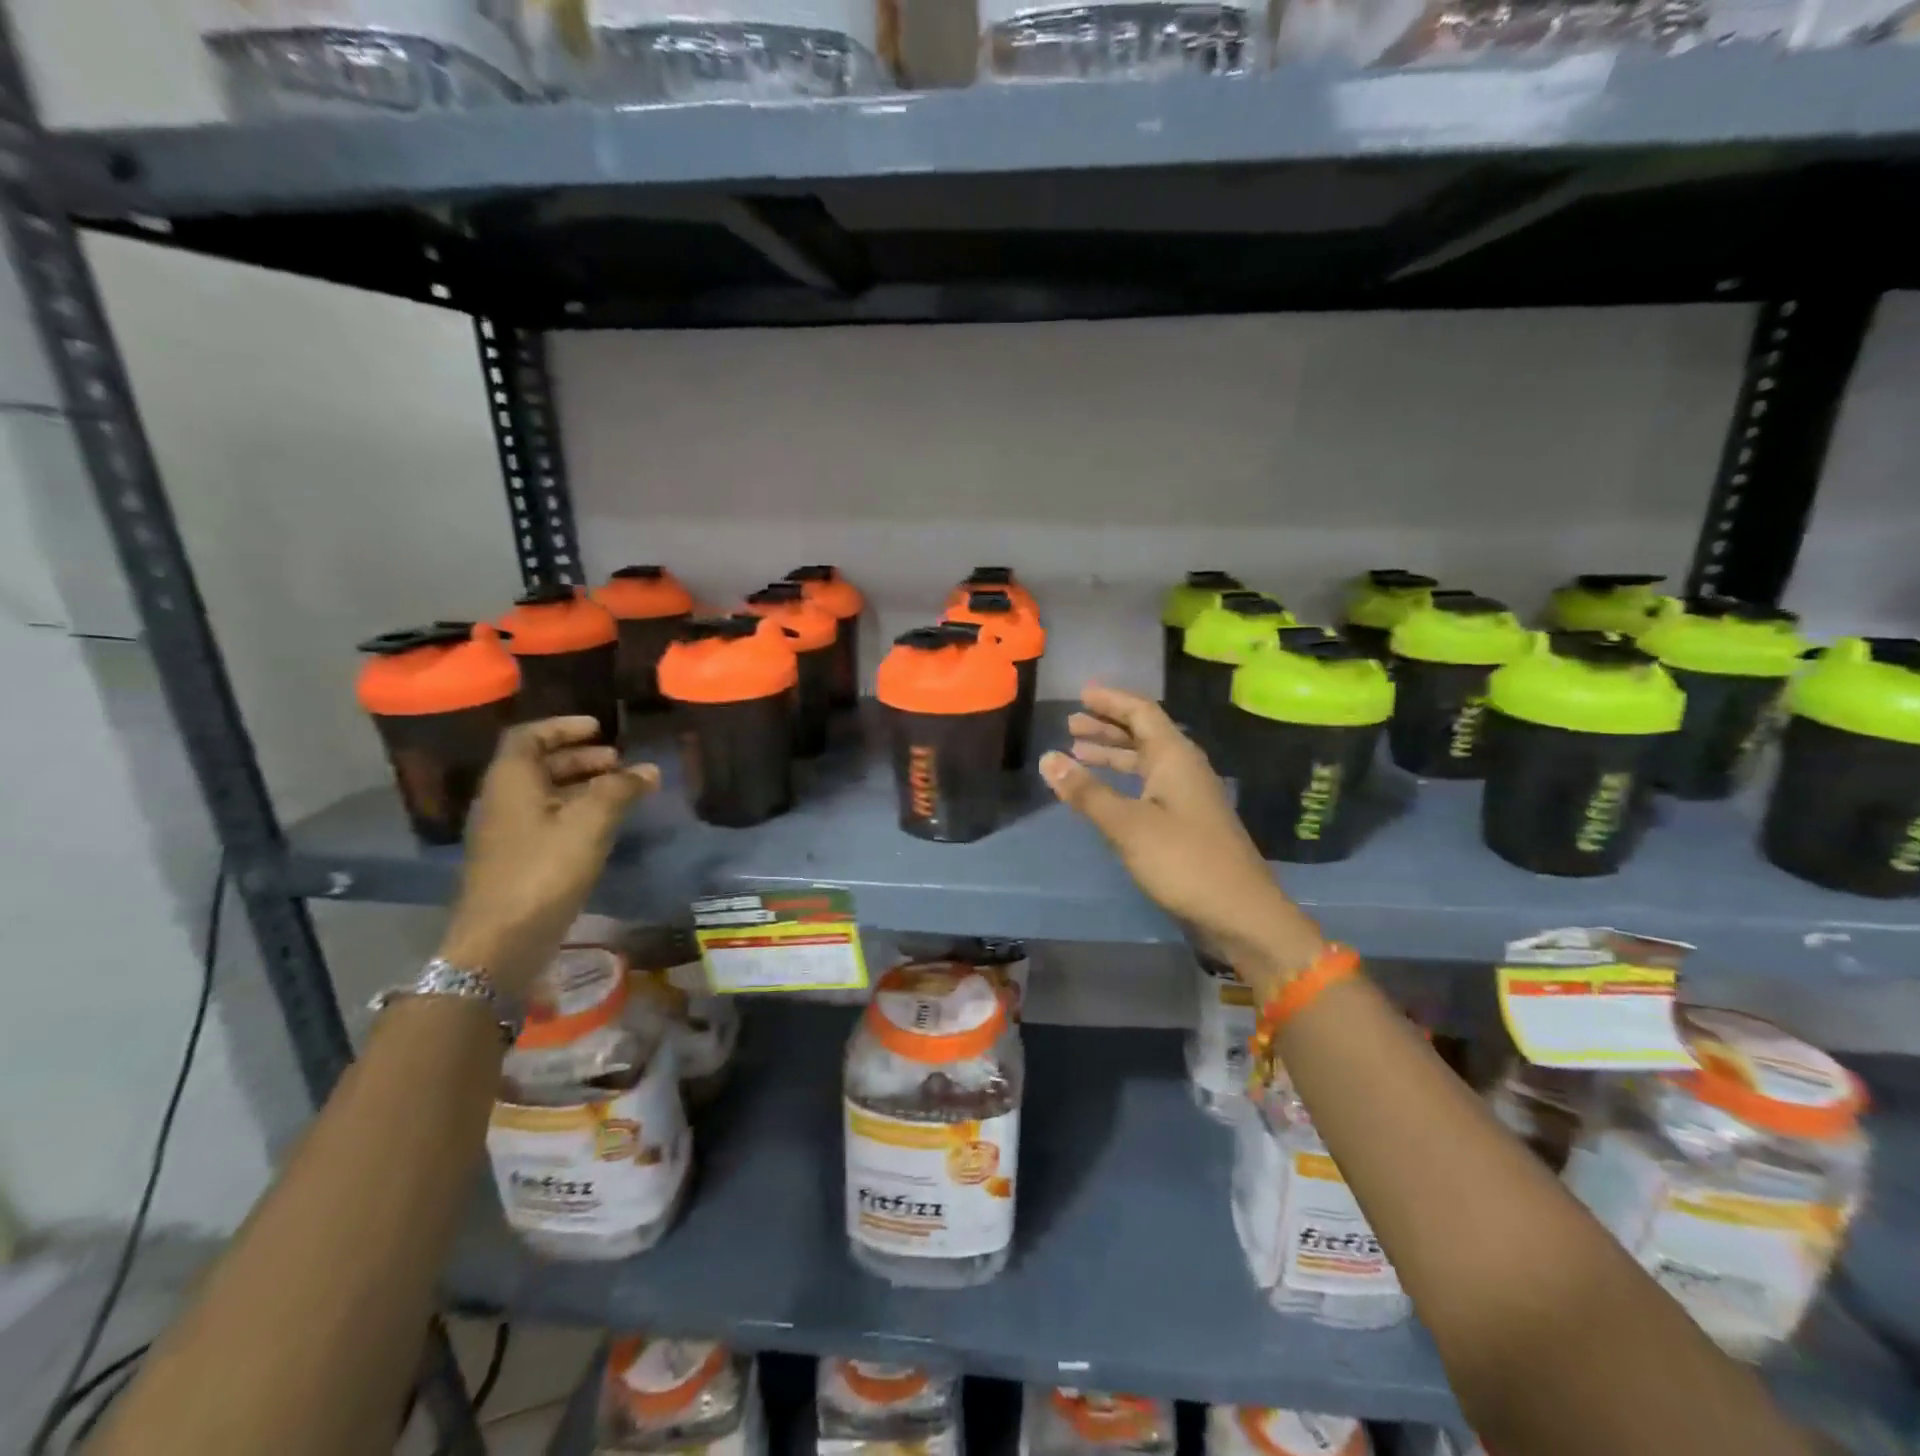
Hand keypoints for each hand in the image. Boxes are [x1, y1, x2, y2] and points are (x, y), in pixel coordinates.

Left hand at [438, 717, 658, 997]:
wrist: (502, 939)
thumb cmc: (544, 869)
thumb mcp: (591, 822)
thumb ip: (621, 789)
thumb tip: (648, 770)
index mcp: (511, 781)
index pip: (530, 736)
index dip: (563, 727)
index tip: (599, 728)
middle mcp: (502, 800)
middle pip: (538, 765)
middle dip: (579, 758)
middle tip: (618, 760)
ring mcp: (507, 833)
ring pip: (545, 794)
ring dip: (581, 785)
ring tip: (620, 791)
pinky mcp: (517, 860)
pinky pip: (547, 821)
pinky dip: (576, 812)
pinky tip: (604, 826)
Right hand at [1039, 686, 1324, 992]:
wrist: (1240, 911)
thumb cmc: (1183, 860)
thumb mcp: (1127, 824)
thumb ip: (1086, 792)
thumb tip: (1047, 758)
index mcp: (1174, 757)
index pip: (1141, 712)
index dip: (1111, 701)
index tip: (1081, 694)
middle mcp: (1184, 768)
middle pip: (1143, 733)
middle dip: (1107, 726)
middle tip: (1071, 724)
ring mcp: (1188, 795)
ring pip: (1146, 761)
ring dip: (1113, 754)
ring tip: (1077, 753)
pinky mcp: (1188, 821)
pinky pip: (1150, 784)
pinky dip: (1123, 780)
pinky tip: (1104, 793)